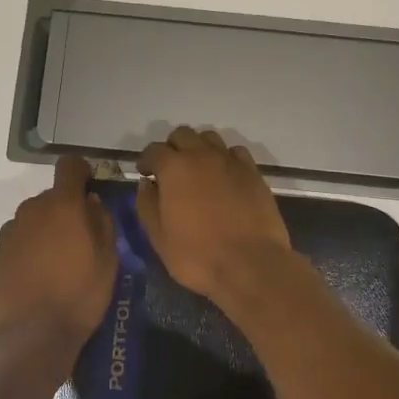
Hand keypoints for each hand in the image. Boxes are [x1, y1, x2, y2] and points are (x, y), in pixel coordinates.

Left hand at [0, 154, 117, 349]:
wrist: (30, 337)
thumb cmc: (78, 296)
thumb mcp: (108, 260)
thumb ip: (102, 222)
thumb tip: (91, 203)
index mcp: (61, 205)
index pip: (69, 166)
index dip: (82, 173)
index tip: (90, 189)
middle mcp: (30, 211)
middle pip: (50, 198)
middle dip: (65, 211)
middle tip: (79, 240)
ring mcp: (8, 233)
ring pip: (32, 221)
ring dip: (44, 231)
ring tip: (56, 264)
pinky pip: (17, 242)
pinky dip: (27, 251)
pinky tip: (36, 278)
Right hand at [135, 126, 293, 302]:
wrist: (251, 264)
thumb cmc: (198, 255)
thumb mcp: (160, 238)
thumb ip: (147, 206)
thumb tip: (146, 185)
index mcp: (174, 168)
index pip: (154, 150)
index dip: (146, 160)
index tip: (145, 173)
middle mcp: (202, 155)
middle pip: (182, 135)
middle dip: (172, 148)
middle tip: (170, 171)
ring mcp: (231, 162)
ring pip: (210, 138)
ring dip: (199, 148)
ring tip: (198, 171)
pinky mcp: (253, 173)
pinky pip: (235, 152)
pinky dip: (225, 158)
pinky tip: (224, 176)